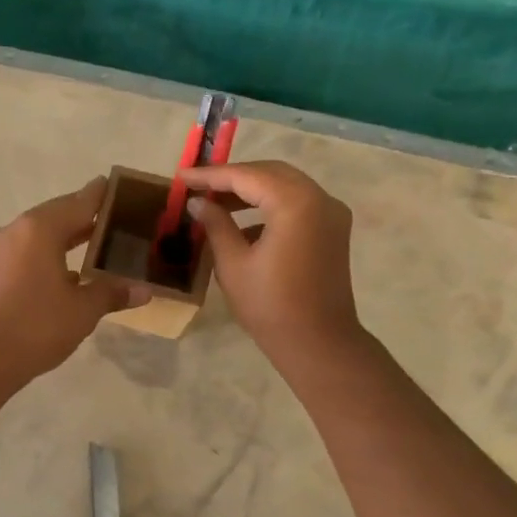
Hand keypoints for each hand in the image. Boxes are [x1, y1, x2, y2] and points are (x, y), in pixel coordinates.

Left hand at [0, 177, 143, 378]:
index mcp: (41, 228)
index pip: (80, 201)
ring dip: (69, 237)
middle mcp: (19, 230)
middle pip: (59, 214)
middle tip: (118, 218)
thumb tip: (144, 290)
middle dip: (87, 217)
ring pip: (43, 234)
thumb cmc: (36, 325)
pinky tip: (71, 272)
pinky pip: (30, 252)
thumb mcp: (82, 309)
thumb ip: (112, 293)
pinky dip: (52, 254)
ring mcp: (2, 251)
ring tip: (99, 242)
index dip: (101, 194)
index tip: (118, 185)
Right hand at [180, 161, 361, 361]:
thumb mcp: (233, 263)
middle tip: (199, 187)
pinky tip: (244, 224)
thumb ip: (215, 224)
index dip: (211, 175)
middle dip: (233, 178)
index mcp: (295, 203)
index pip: (246, 176)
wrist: (319, 344)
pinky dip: (270, 205)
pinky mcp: (333, 229)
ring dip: (252, 190)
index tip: (183, 176)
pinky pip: (298, 203)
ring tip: (216, 202)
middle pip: (270, 173)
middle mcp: (319, 198)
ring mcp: (331, 213)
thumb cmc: (270, 306)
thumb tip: (198, 202)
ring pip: (285, 185)